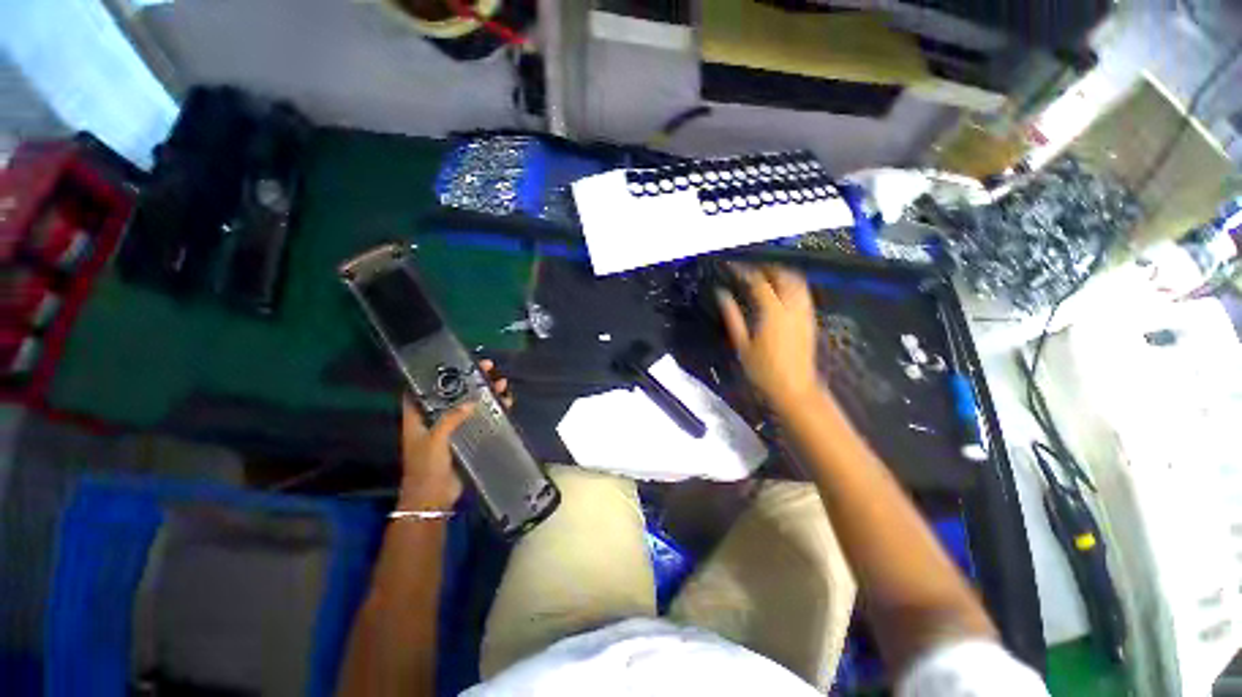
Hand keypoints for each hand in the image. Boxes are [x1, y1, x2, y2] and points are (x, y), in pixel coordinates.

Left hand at [398, 359, 512, 510]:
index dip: (434, 375)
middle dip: (469, 380)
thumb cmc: (426, 467)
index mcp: (418, 418)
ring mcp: (452, 428)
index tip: (452, 362)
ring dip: (485, 393)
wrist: (433, 498)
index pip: (422, 390)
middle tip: (487, 366)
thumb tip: (471, 402)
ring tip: (502, 382)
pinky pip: (479, 419)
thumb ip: (451, 419)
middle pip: (453, 393)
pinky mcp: (465, 438)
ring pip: (470, 404)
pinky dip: (492, 410)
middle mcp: (435, 419)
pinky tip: (505, 403)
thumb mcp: (434, 440)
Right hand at [717, 265, 820, 413]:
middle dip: (767, 267)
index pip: (759, 282)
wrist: (793, 389)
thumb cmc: (763, 370)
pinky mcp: (810, 320)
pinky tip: (780, 294)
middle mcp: (792, 308)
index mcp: (772, 313)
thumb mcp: (742, 344)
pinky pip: (803, 294)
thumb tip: (722, 296)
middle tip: (750, 270)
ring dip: (782, 274)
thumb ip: (732, 316)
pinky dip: (791, 286)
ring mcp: (804, 313)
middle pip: (784, 275)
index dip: (745, 271)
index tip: (733, 268)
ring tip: (765, 277)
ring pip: (797, 282)